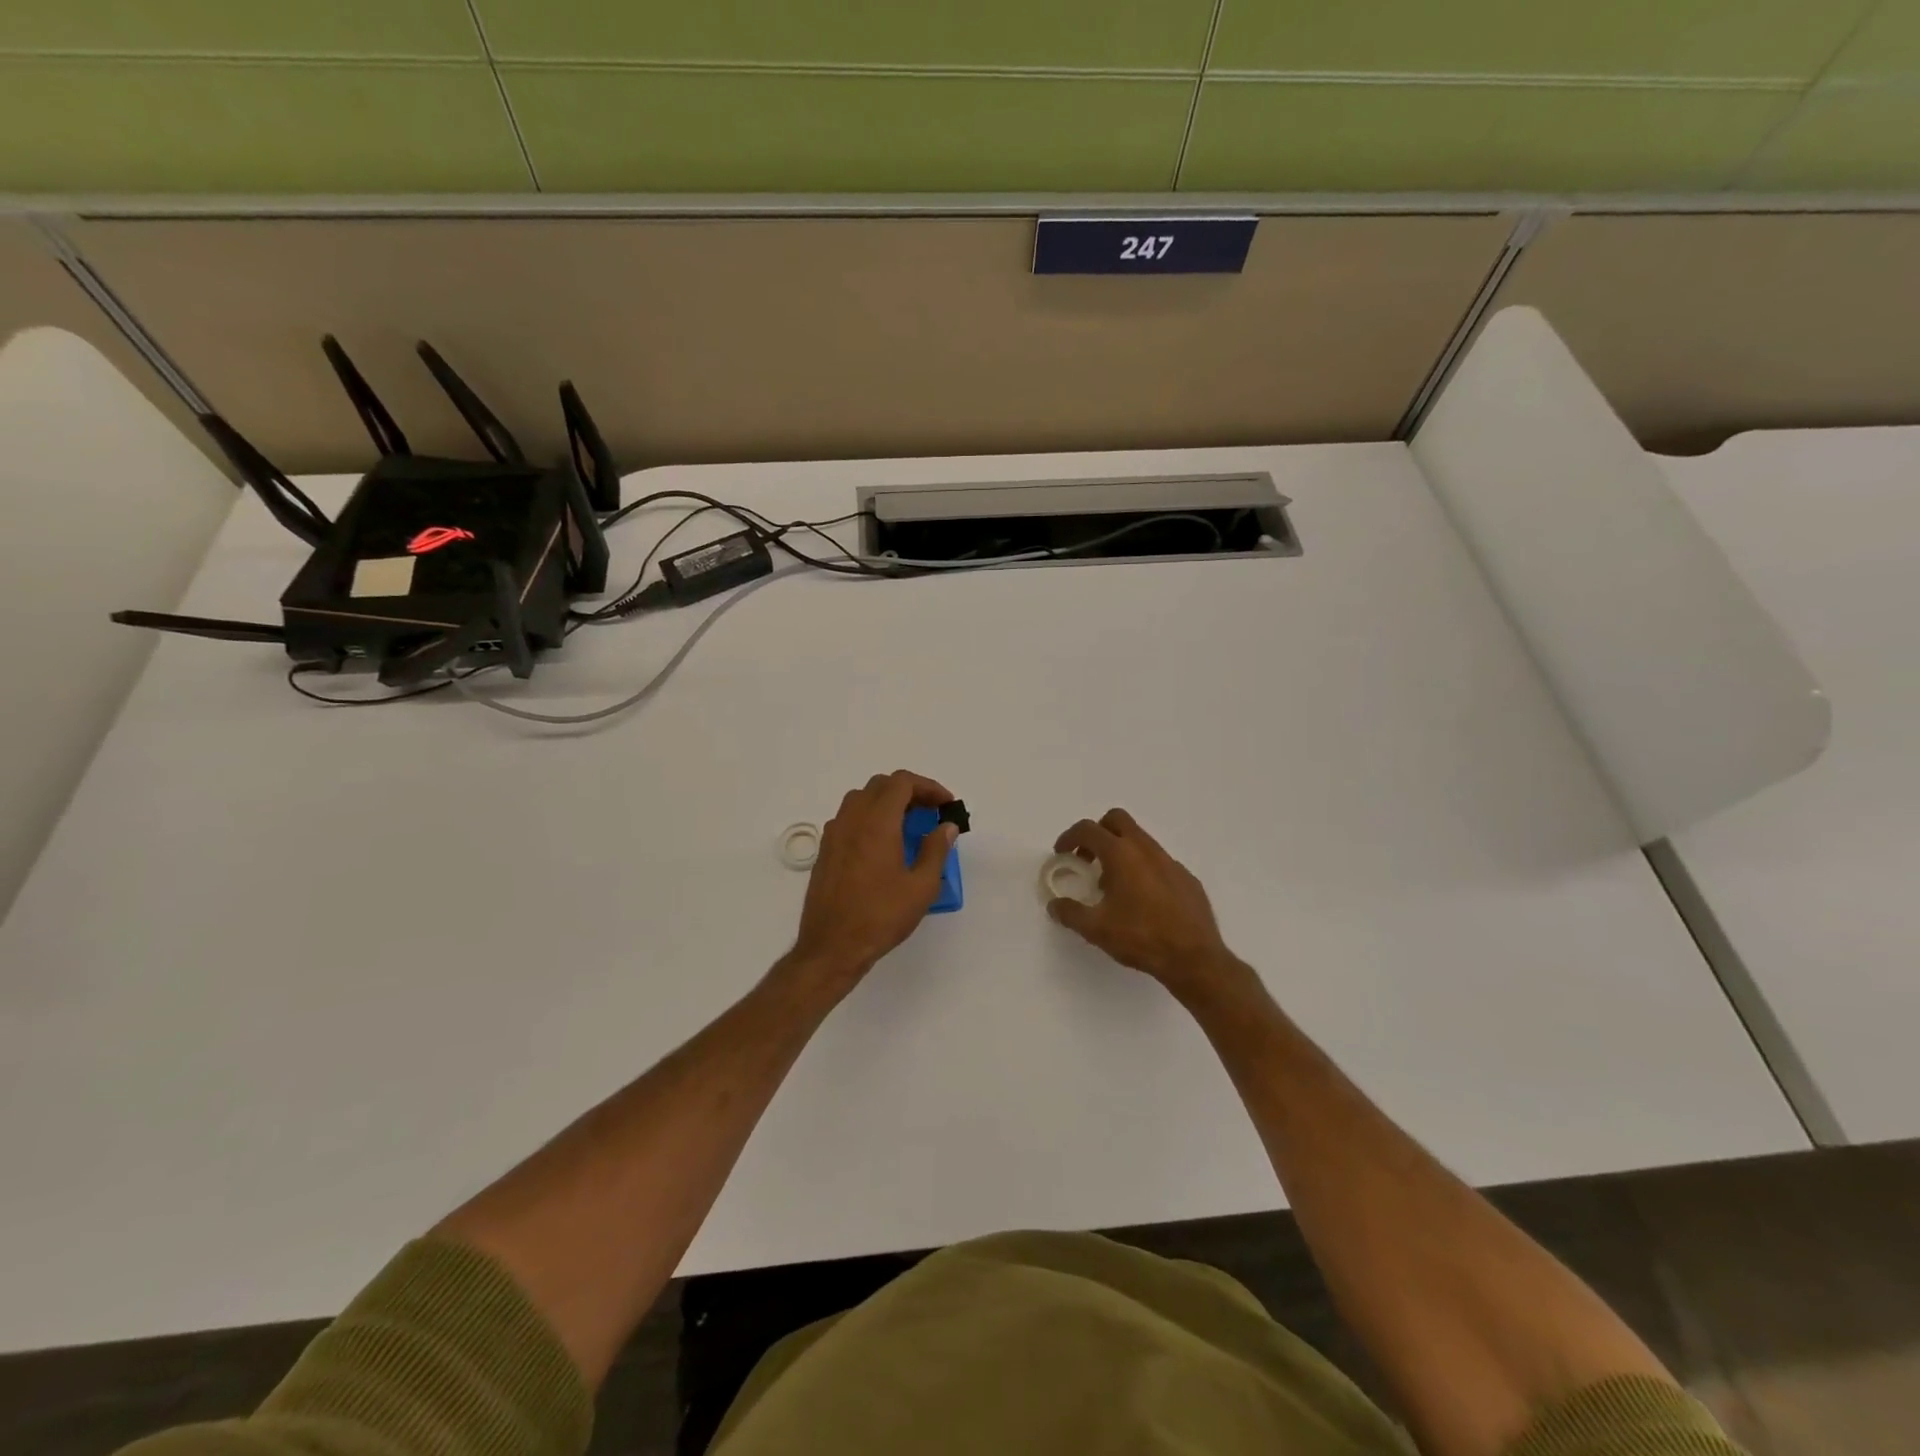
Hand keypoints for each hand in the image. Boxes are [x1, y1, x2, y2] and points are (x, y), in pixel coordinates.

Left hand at [789, 770, 958, 989]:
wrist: (831, 947)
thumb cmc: (880, 916)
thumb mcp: (921, 887)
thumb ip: (936, 850)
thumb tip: (946, 827)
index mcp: (876, 822)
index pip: (902, 782)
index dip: (928, 787)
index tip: (945, 805)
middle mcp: (851, 819)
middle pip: (881, 786)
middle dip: (909, 791)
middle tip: (930, 813)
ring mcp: (834, 834)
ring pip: (861, 799)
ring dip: (887, 802)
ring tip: (908, 826)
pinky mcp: (826, 850)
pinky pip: (849, 818)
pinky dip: (869, 817)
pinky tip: (883, 845)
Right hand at [1048, 808, 1241, 1002]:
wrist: (1194, 958)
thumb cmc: (1140, 937)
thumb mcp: (1096, 929)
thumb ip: (1070, 913)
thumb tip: (1055, 905)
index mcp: (1121, 854)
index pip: (1088, 829)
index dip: (1069, 837)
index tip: (1062, 854)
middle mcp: (1146, 849)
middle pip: (1117, 820)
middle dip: (1098, 832)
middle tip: (1087, 858)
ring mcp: (1170, 861)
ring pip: (1140, 840)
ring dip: (1120, 852)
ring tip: (1112, 885)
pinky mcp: (1186, 878)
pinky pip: (1158, 862)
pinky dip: (1143, 869)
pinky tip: (1142, 900)